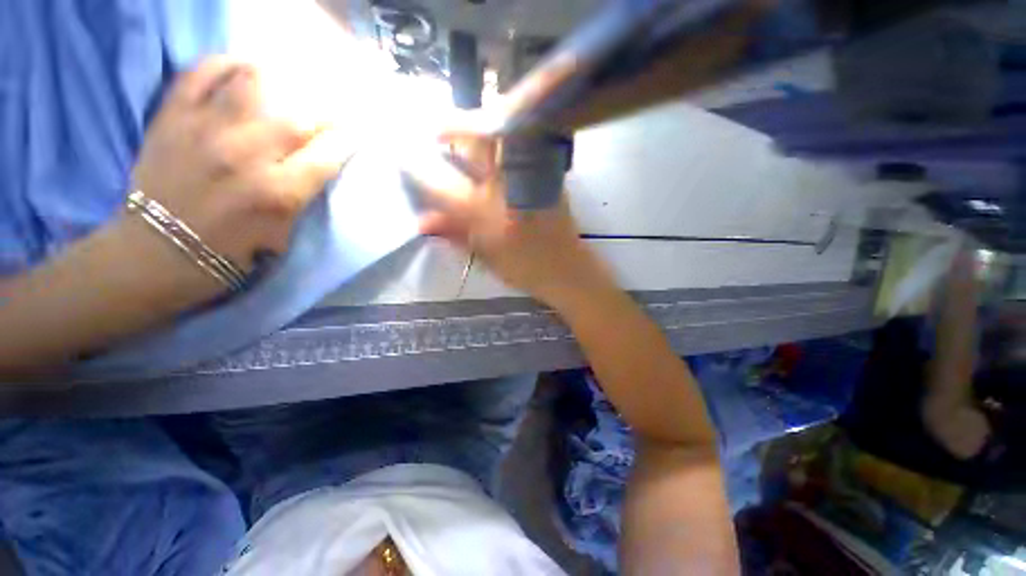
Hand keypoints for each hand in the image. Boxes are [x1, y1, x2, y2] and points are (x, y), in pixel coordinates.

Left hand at [130, 57, 350, 275]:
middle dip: (326, 113)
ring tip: (291, 87)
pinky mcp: (172, 117)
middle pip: (300, 118)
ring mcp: (205, 130)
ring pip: (254, 83)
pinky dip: (227, 64)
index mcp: (278, 194)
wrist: (154, 253)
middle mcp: (246, 156)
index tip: (355, 134)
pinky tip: (244, 67)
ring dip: (282, 82)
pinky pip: (202, 73)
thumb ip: (302, 197)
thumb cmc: (229, 253)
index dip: (347, 141)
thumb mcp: (282, 234)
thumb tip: (317, 165)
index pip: (327, 155)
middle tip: (332, 113)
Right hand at [408, 131, 613, 308]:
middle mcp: (508, 187)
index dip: (417, 169)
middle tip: (434, 130)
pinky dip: (500, 137)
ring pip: (500, 134)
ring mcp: (530, 176)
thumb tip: (421, 221)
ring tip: (460, 134)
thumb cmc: (526, 270)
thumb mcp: (485, 256)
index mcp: (488, 215)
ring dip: (476, 127)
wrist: (568, 269)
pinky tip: (490, 147)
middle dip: (450, 126)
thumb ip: (453, 234)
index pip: (443, 184)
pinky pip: (519, 144)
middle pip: (476, 140)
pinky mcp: (547, 174)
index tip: (402, 156)